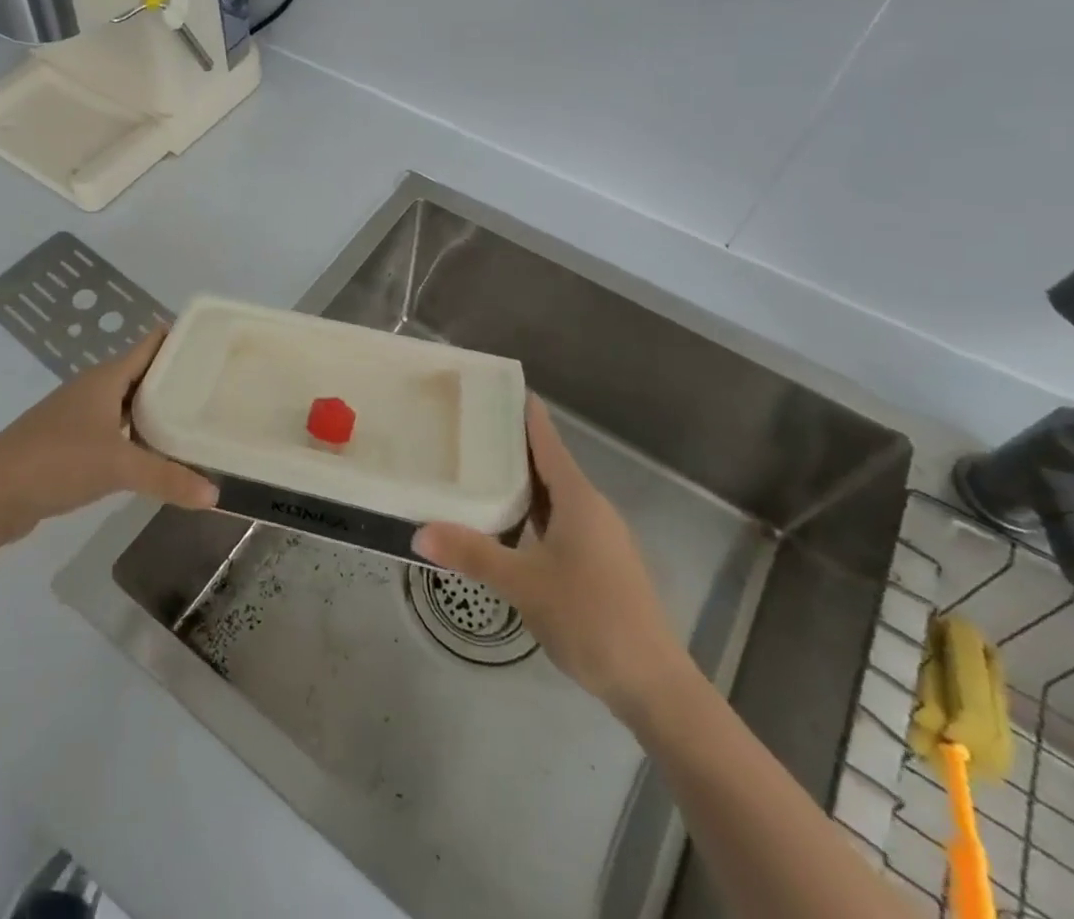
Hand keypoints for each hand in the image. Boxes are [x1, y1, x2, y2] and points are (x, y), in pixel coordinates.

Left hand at [0, 330, 217, 545]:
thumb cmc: (56, 461)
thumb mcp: (118, 467)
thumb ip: (167, 478)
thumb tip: (215, 493)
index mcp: (105, 378)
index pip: (150, 345)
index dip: (180, 339)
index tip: (216, 343)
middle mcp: (92, 389)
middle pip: (141, 374)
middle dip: (175, 379)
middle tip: (217, 386)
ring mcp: (78, 416)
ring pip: (127, 404)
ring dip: (155, 410)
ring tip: (194, 418)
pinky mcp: (68, 443)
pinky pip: (113, 430)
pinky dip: (135, 436)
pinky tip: (153, 454)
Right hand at [413, 394, 687, 716]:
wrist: (655, 686)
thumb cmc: (591, 618)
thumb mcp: (524, 584)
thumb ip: (472, 554)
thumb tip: (418, 532)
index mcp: (579, 499)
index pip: (546, 440)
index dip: (524, 412)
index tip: (497, 387)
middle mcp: (592, 509)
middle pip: (548, 465)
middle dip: (511, 446)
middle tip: (468, 429)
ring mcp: (600, 538)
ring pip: (555, 497)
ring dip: (521, 483)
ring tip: (478, 472)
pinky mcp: (601, 564)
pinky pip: (561, 522)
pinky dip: (533, 514)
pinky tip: (508, 526)